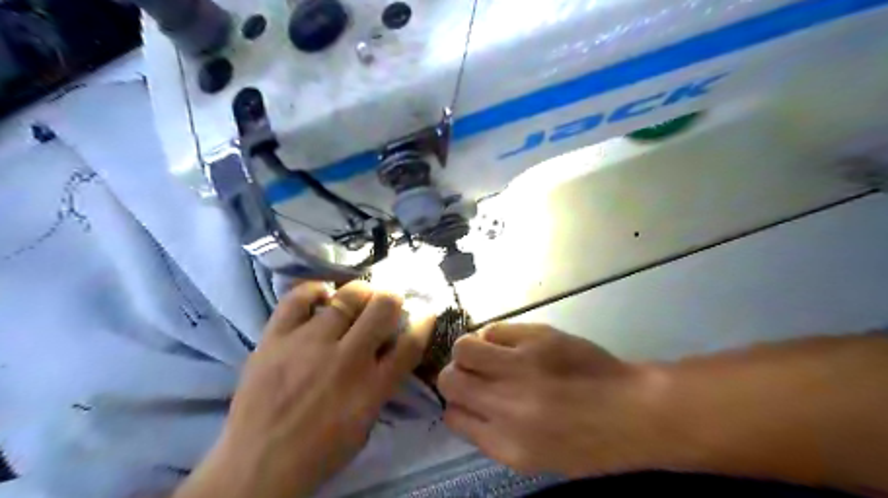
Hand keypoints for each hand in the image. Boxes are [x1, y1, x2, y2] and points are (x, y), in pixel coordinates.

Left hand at [177, 282, 434, 496]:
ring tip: (356, 298)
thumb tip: (388, 350)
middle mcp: (347, 358)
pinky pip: (298, 298)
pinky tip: (321, 296)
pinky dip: (314, 290)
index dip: (423, 321)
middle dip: (391, 299)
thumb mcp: (366, 423)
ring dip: (359, 293)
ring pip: (347, 296)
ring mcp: (310, 344)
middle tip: (385, 304)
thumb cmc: (319, 450)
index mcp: (372, 386)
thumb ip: (381, 384)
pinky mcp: (276, 338)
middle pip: (383, 307)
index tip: (424, 312)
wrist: (257, 466)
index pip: (410, 342)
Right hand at [436, 323, 673, 477]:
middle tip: (473, 373)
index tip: (468, 400)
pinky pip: (494, 330)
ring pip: (464, 348)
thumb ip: (493, 435)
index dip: (457, 405)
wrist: (632, 412)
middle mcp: (506, 405)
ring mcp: (521, 367)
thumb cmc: (587, 443)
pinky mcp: (537, 338)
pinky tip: (510, 345)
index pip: (453, 417)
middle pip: (450, 380)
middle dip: (454, 376)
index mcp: (506, 444)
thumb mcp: (536, 458)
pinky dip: (495, 337)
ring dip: (469, 352)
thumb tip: (466, 407)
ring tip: (487, 354)